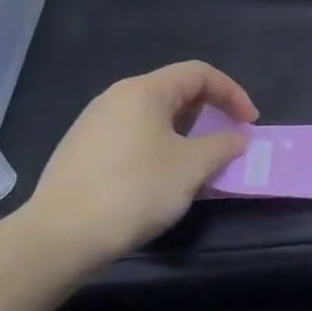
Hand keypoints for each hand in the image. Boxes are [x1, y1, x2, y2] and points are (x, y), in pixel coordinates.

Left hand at [22, 61, 256, 265]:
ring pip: (154, 118)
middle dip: (210, 113)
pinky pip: (134, 138)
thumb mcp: (192, 167)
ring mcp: (94, 125)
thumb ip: (222, 145)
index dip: (232, 93)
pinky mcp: (82, 152)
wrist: (61, 236)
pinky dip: (160, 149)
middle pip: (175, 92)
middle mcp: (116, 98)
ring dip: (186, 134)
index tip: (250, 123)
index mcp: (143, 91)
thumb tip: (237, 138)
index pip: (199, 74)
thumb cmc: (135, 190)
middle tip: (228, 141)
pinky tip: (164, 180)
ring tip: (200, 164)